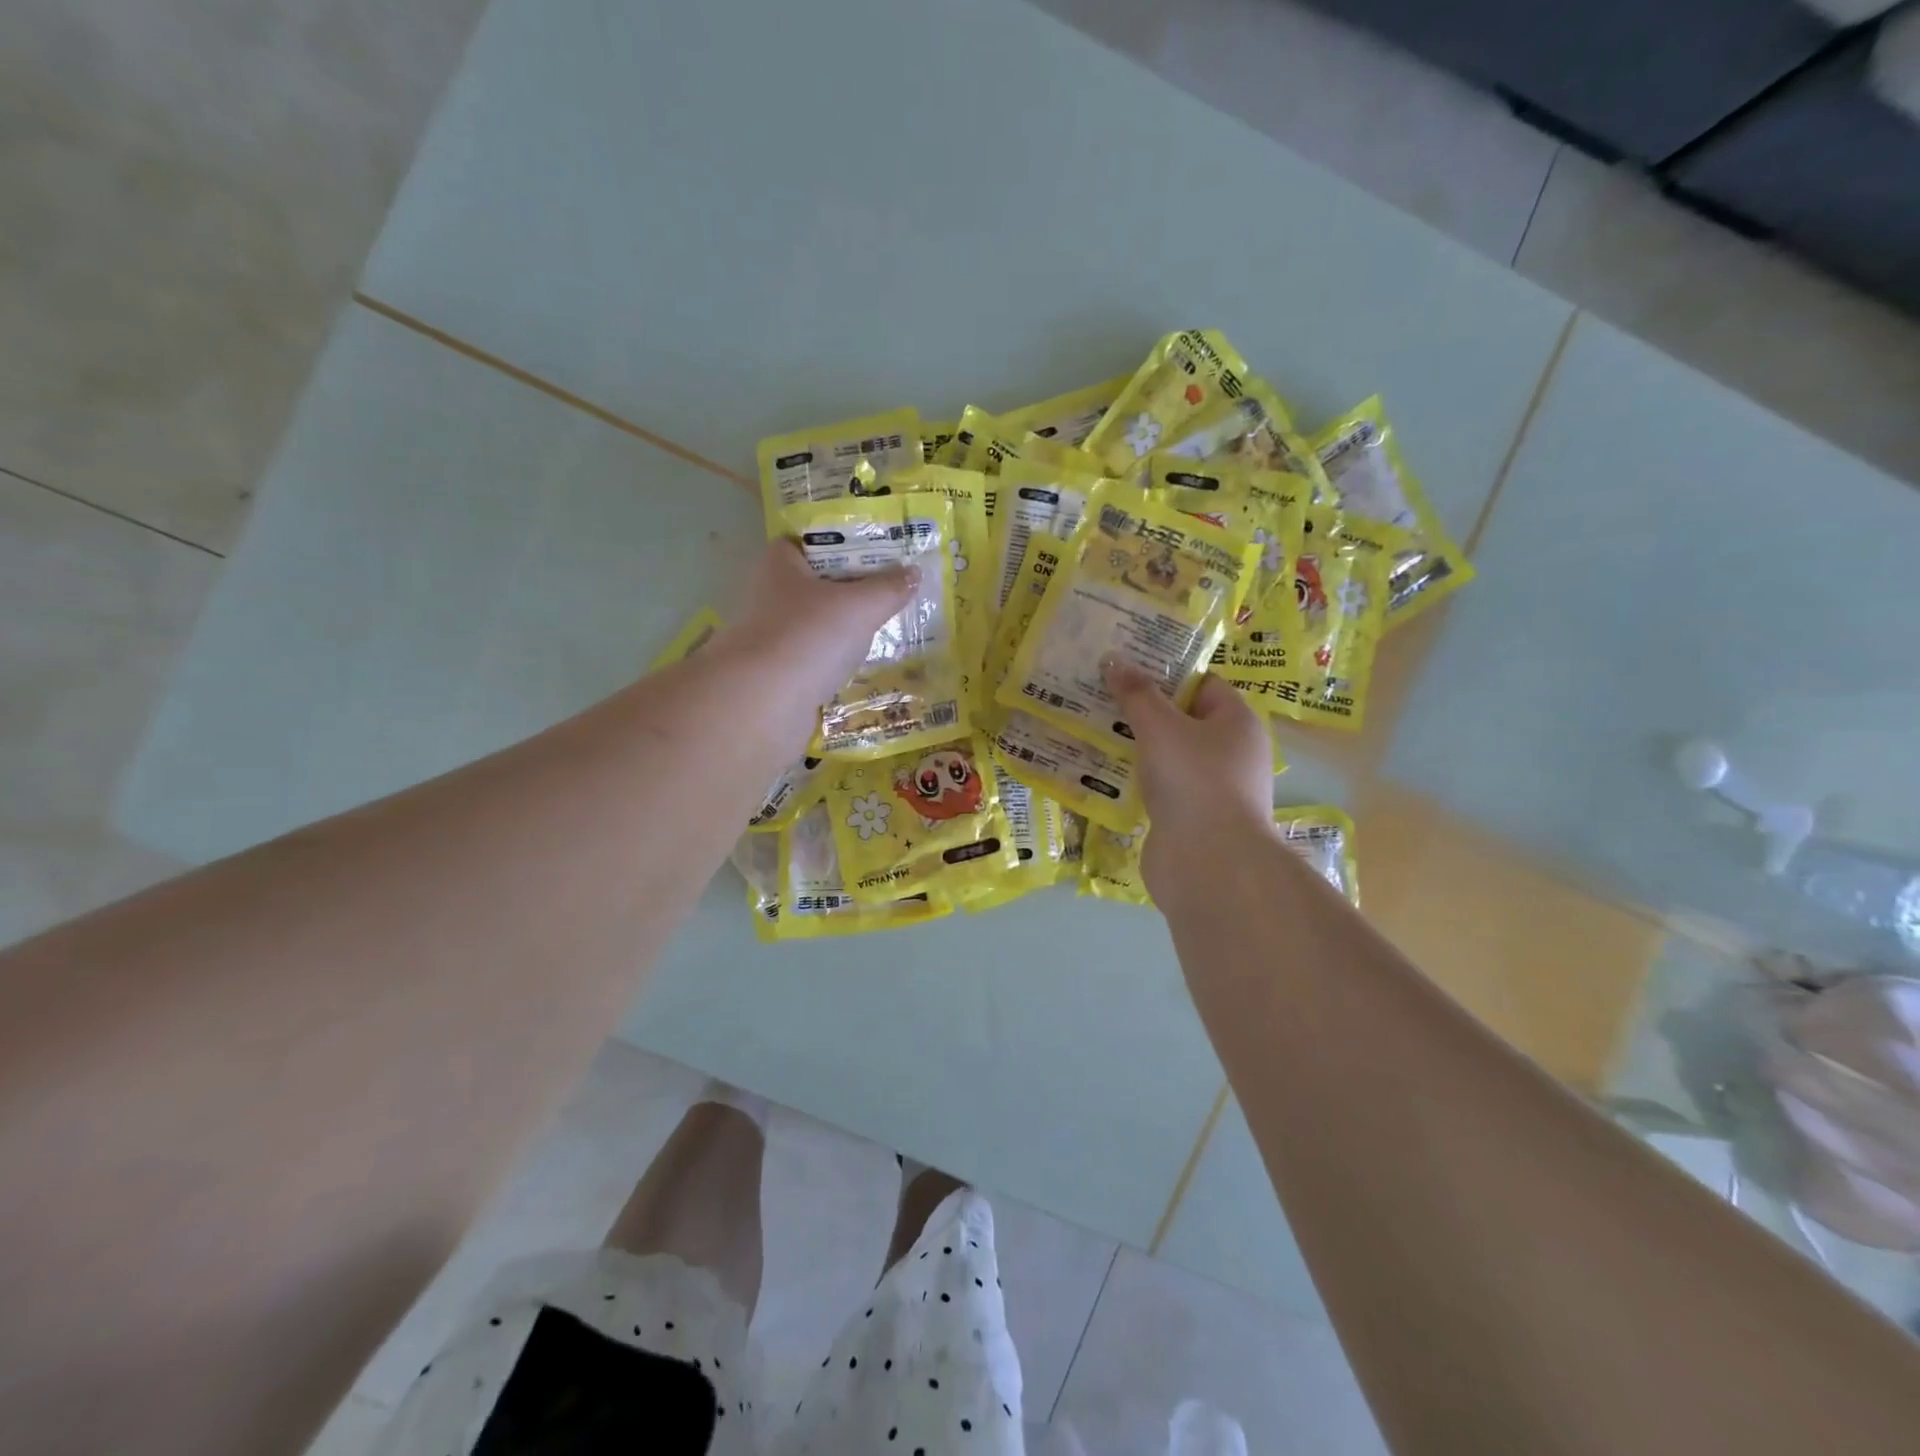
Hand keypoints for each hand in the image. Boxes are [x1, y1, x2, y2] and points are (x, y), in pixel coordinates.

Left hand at [726, 538, 916, 704]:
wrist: (762, 703)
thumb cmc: (808, 636)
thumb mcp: (860, 606)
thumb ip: (889, 588)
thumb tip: (914, 572)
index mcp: (782, 563)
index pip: (814, 541)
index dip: (847, 543)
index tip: (883, 552)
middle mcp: (773, 594)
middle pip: (822, 583)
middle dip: (857, 588)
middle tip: (898, 590)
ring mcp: (776, 636)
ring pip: (821, 624)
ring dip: (851, 628)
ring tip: (892, 627)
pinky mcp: (782, 672)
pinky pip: (819, 658)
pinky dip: (841, 661)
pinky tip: (869, 664)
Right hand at [1104, 662, 1275, 894]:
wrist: (1207, 862)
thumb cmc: (1193, 780)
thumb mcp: (1160, 727)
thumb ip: (1137, 694)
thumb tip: (1113, 659)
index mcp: (1237, 722)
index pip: (1203, 684)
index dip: (1167, 673)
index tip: (1127, 669)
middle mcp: (1232, 753)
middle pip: (1184, 720)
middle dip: (1144, 711)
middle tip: (1101, 697)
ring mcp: (1213, 789)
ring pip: (1170, 757)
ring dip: (1137, 748)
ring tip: (1094, 732)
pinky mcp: (1192, 819)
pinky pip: (1162, 788)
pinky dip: (1139, 781)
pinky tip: (1105, 775)